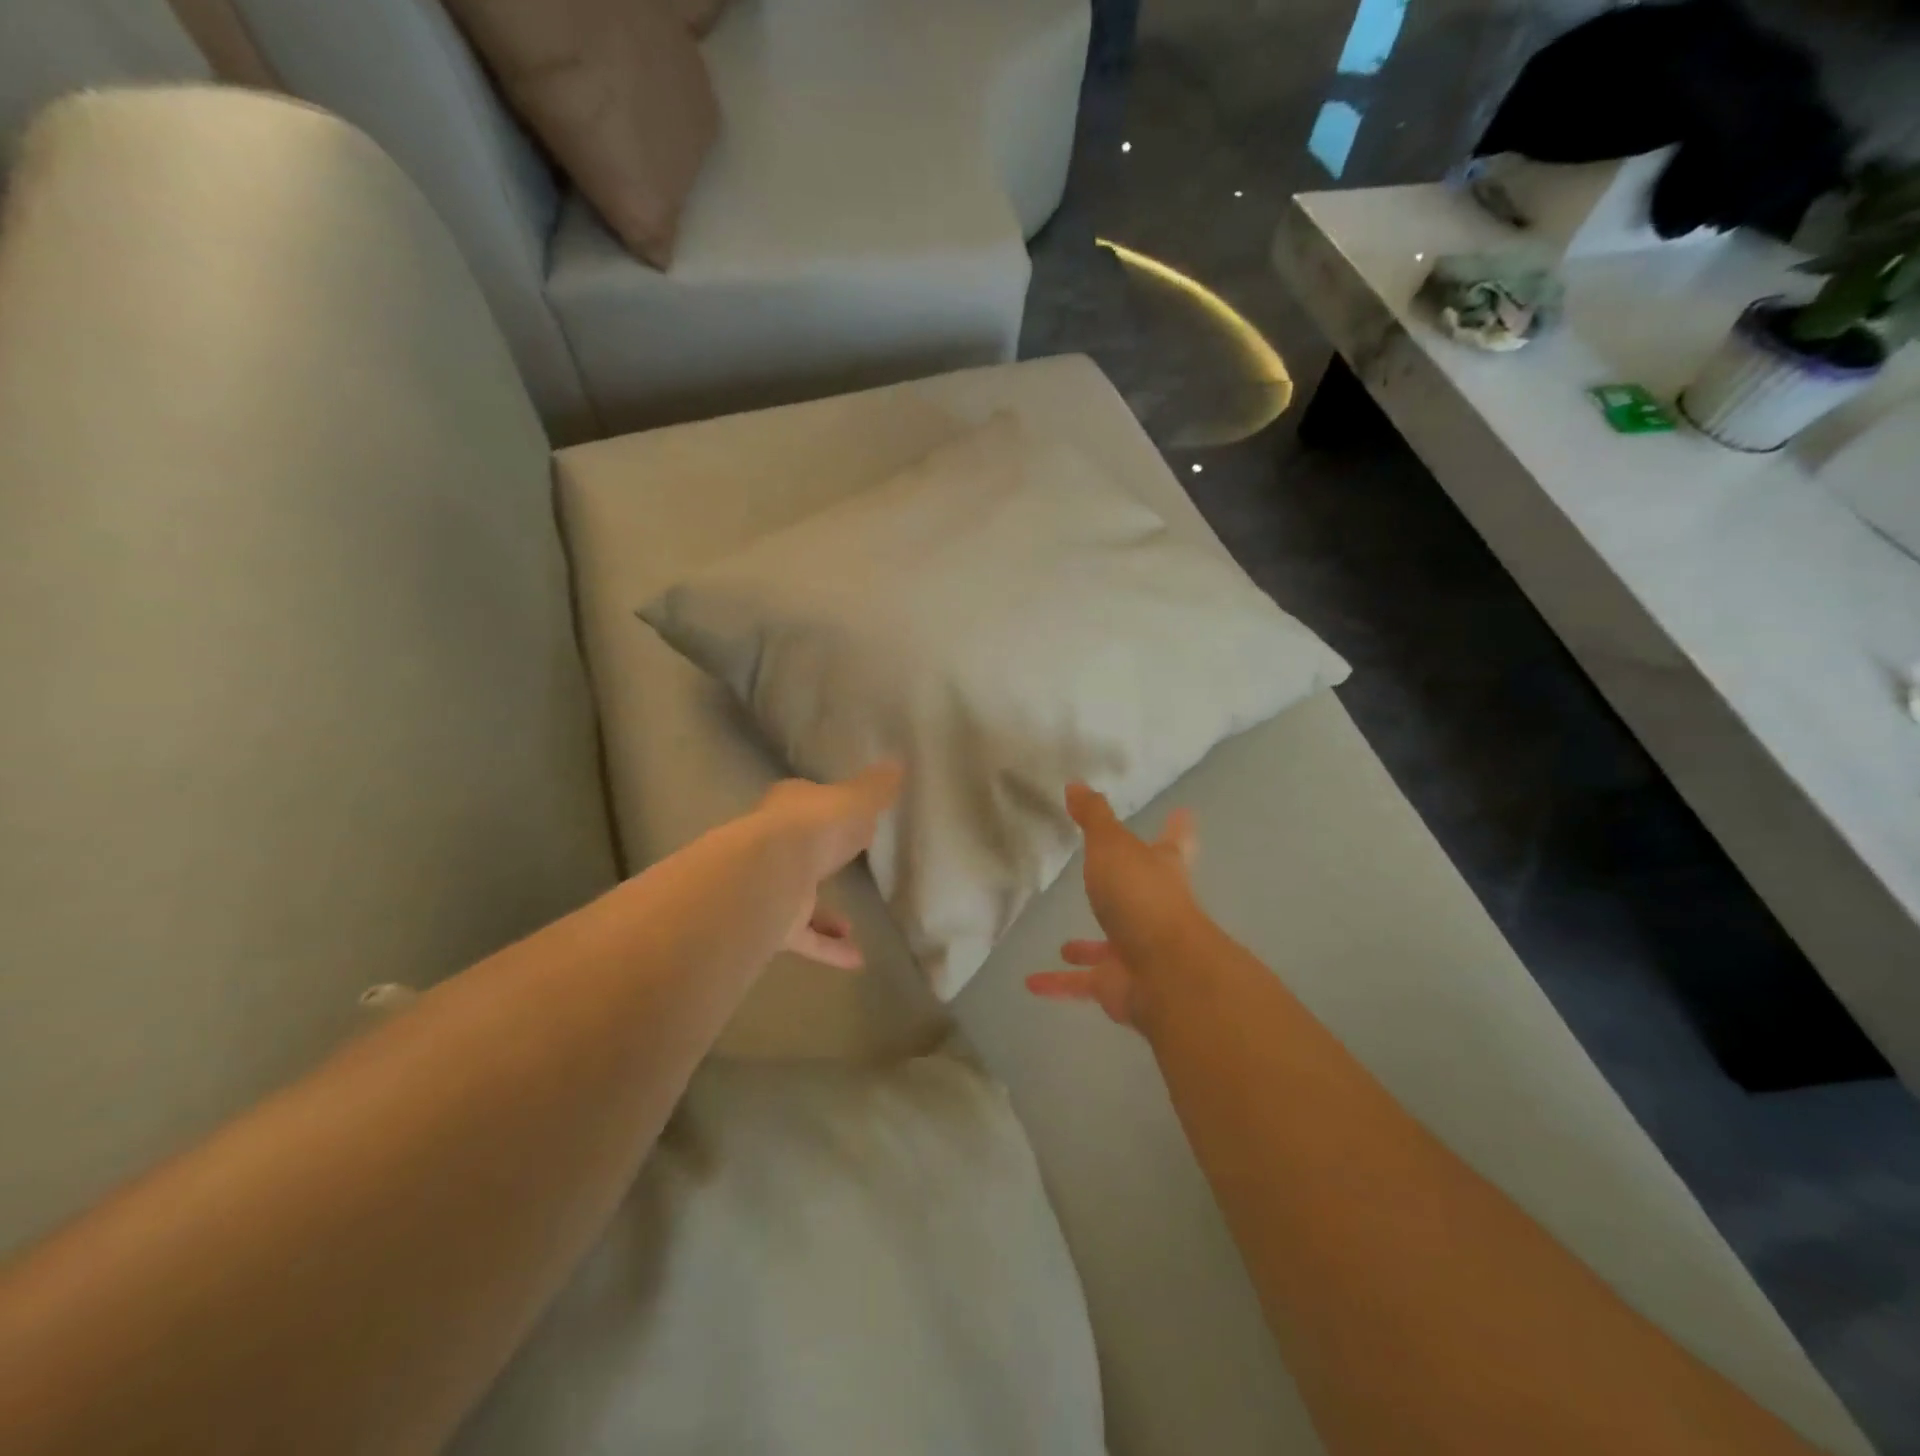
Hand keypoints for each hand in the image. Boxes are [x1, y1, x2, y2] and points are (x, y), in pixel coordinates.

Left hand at [751, 763, 902, 968]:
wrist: (772, 874)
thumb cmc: (817, 827)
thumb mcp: (856, 800)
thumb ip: (876, 788)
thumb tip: (897, 763)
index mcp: (791, 807)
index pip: (805, 801)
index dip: (824, 807)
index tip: (843, 814)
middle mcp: (775, 844)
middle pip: (798, 848)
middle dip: (820, 858)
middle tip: (845, 863)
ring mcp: (772, 885)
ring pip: (798, 897)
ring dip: (824, 913)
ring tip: (852, 924)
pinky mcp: (773, 923)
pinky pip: (805, 937)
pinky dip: (828, 948)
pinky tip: (857, 959)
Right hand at [1026, 783, 1199, 1028]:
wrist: (1162, 971)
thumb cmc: (1141, 896)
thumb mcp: (1112, 845)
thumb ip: (1094, 817)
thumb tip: (1076, 784)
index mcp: (1161, 871)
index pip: (1173, 842)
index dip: (1176, 827)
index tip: (1183, 813)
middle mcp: (1154, 910)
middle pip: (1142, 895)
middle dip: (1125, 890)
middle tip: (1108, 881)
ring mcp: (1138, 951)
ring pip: (1110, 947)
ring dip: (1089, 949)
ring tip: (1065, 945)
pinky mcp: (1118, 984)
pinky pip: (1083, 983)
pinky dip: (1059, 983)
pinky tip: (1032, 983)